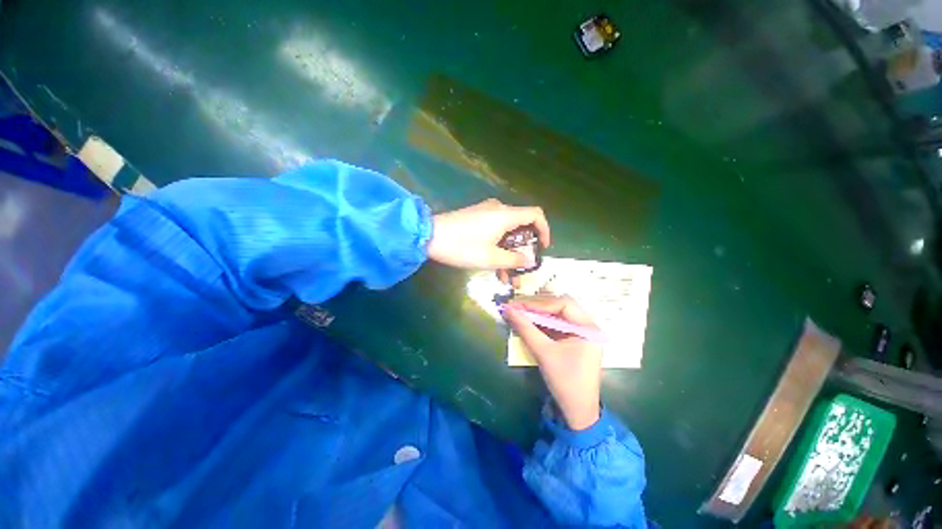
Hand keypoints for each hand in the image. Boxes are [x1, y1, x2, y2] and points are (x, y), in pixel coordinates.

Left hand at [427, 199, 549, 269]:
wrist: (429, 236)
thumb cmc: (462, 246)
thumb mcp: (491, 258)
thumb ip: (514, 260)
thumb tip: (529, 260)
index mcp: (506, 215)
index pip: (536, 215)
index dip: (544, 230)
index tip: (543, 248)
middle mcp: (498, 209)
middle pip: (522, 226)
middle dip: (524, 249)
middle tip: (523, 269)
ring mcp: (486, 213)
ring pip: (507, 232)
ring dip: (510, 252)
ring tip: (507, 277)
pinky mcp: (476, 218)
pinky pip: (495, 231)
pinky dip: (499, 246)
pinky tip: (495, 266)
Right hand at [504, 296, 601, 430]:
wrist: (577, 411)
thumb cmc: (564, 381)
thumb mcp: (543, 353)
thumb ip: (525, 329)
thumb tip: (508, 310)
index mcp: (588, 328)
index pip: (563, 304)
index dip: (540, 303)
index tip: (519, 305)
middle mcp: (587, 326)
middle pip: (560, 306)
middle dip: (537, 305)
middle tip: (516, 306)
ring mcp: (581, 333)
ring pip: (557, 314)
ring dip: (538, 313)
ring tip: (518, 311)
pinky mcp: (573, 340)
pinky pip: (556, 324)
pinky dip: (541, 322)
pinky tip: (527, 322)